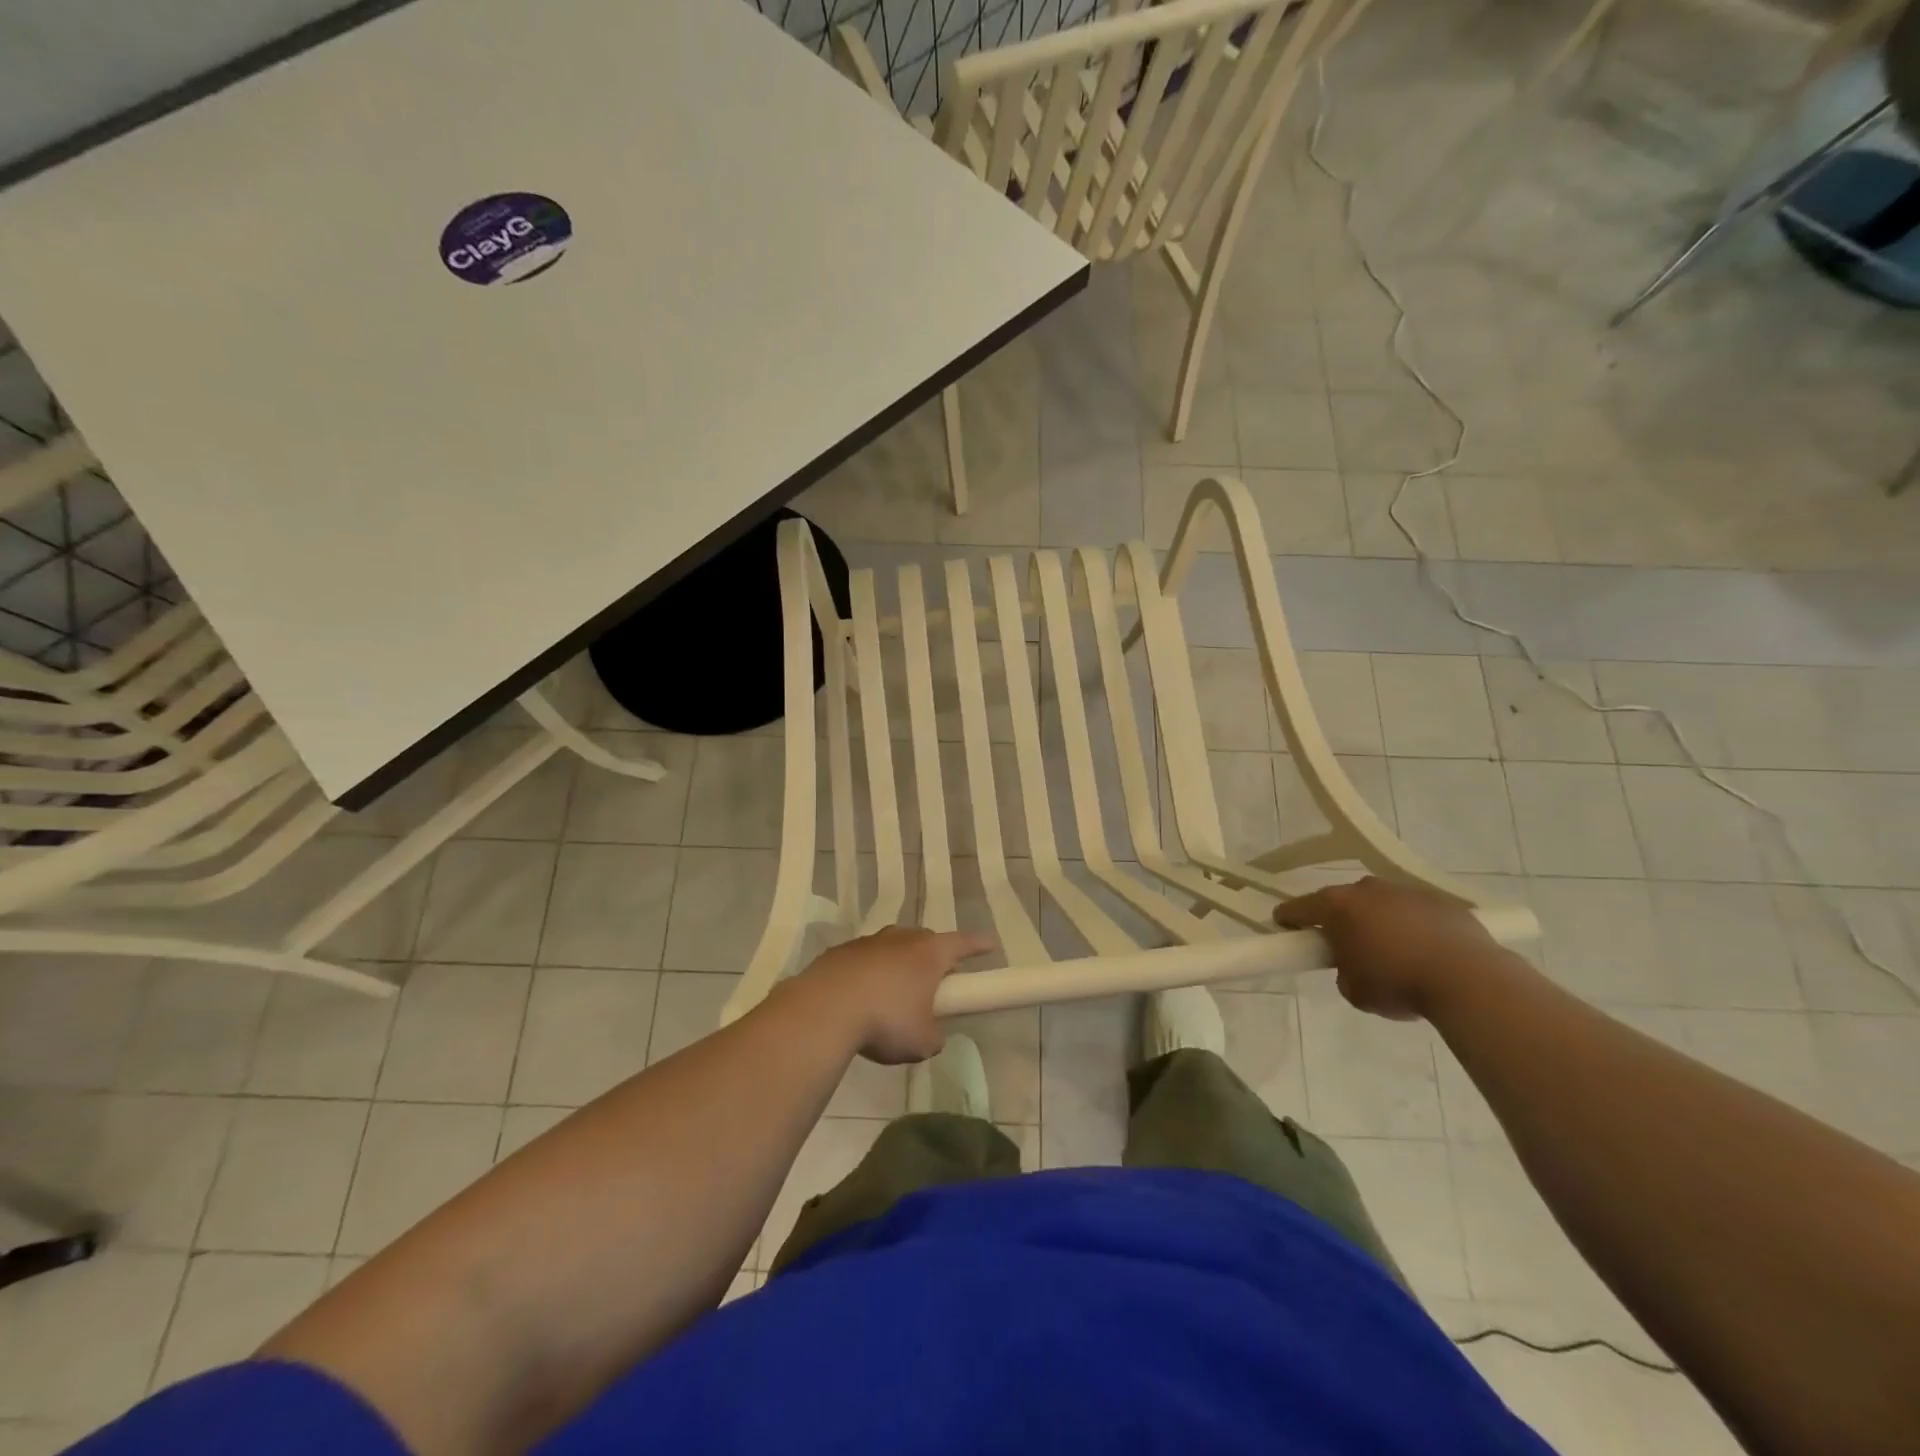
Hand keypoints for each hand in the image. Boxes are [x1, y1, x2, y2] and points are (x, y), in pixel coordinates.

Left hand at [790, 926, 995, 1063]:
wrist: (823, 1011)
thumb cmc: (885, 1021)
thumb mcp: (922, 1041)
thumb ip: (934, 1034)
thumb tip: (931, 1033)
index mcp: (929, 953)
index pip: (963, 943)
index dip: (979, 945)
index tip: (991, 944)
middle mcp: (901, 939)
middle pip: (925, 940)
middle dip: (933, 956)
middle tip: (937, 977)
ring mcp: (868, 942)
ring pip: (892, 946)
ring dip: (898, 963)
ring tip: (895, 992)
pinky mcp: (839, 952)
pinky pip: (863, 959)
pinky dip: (868, 973)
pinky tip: (861, 997)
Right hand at [1274, 877, 1497, 1020]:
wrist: (1469, 979)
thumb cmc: (1398, 983)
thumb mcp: (1354, 991)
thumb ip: (1343, 972)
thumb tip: (1354, 965)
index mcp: (1337, 906)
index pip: (1298, 907)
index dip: (1288, 919)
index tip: (1285, 928)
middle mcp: (1367, 889)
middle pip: (1343, 902)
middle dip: (1341, 921)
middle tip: (1347, 948)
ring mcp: (1406, 891)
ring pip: (1382, 904)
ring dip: (1380, 922)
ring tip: (1395, 953)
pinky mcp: (1441, 901)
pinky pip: (1416, 912)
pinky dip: (1414, 927)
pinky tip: (1427, 953)